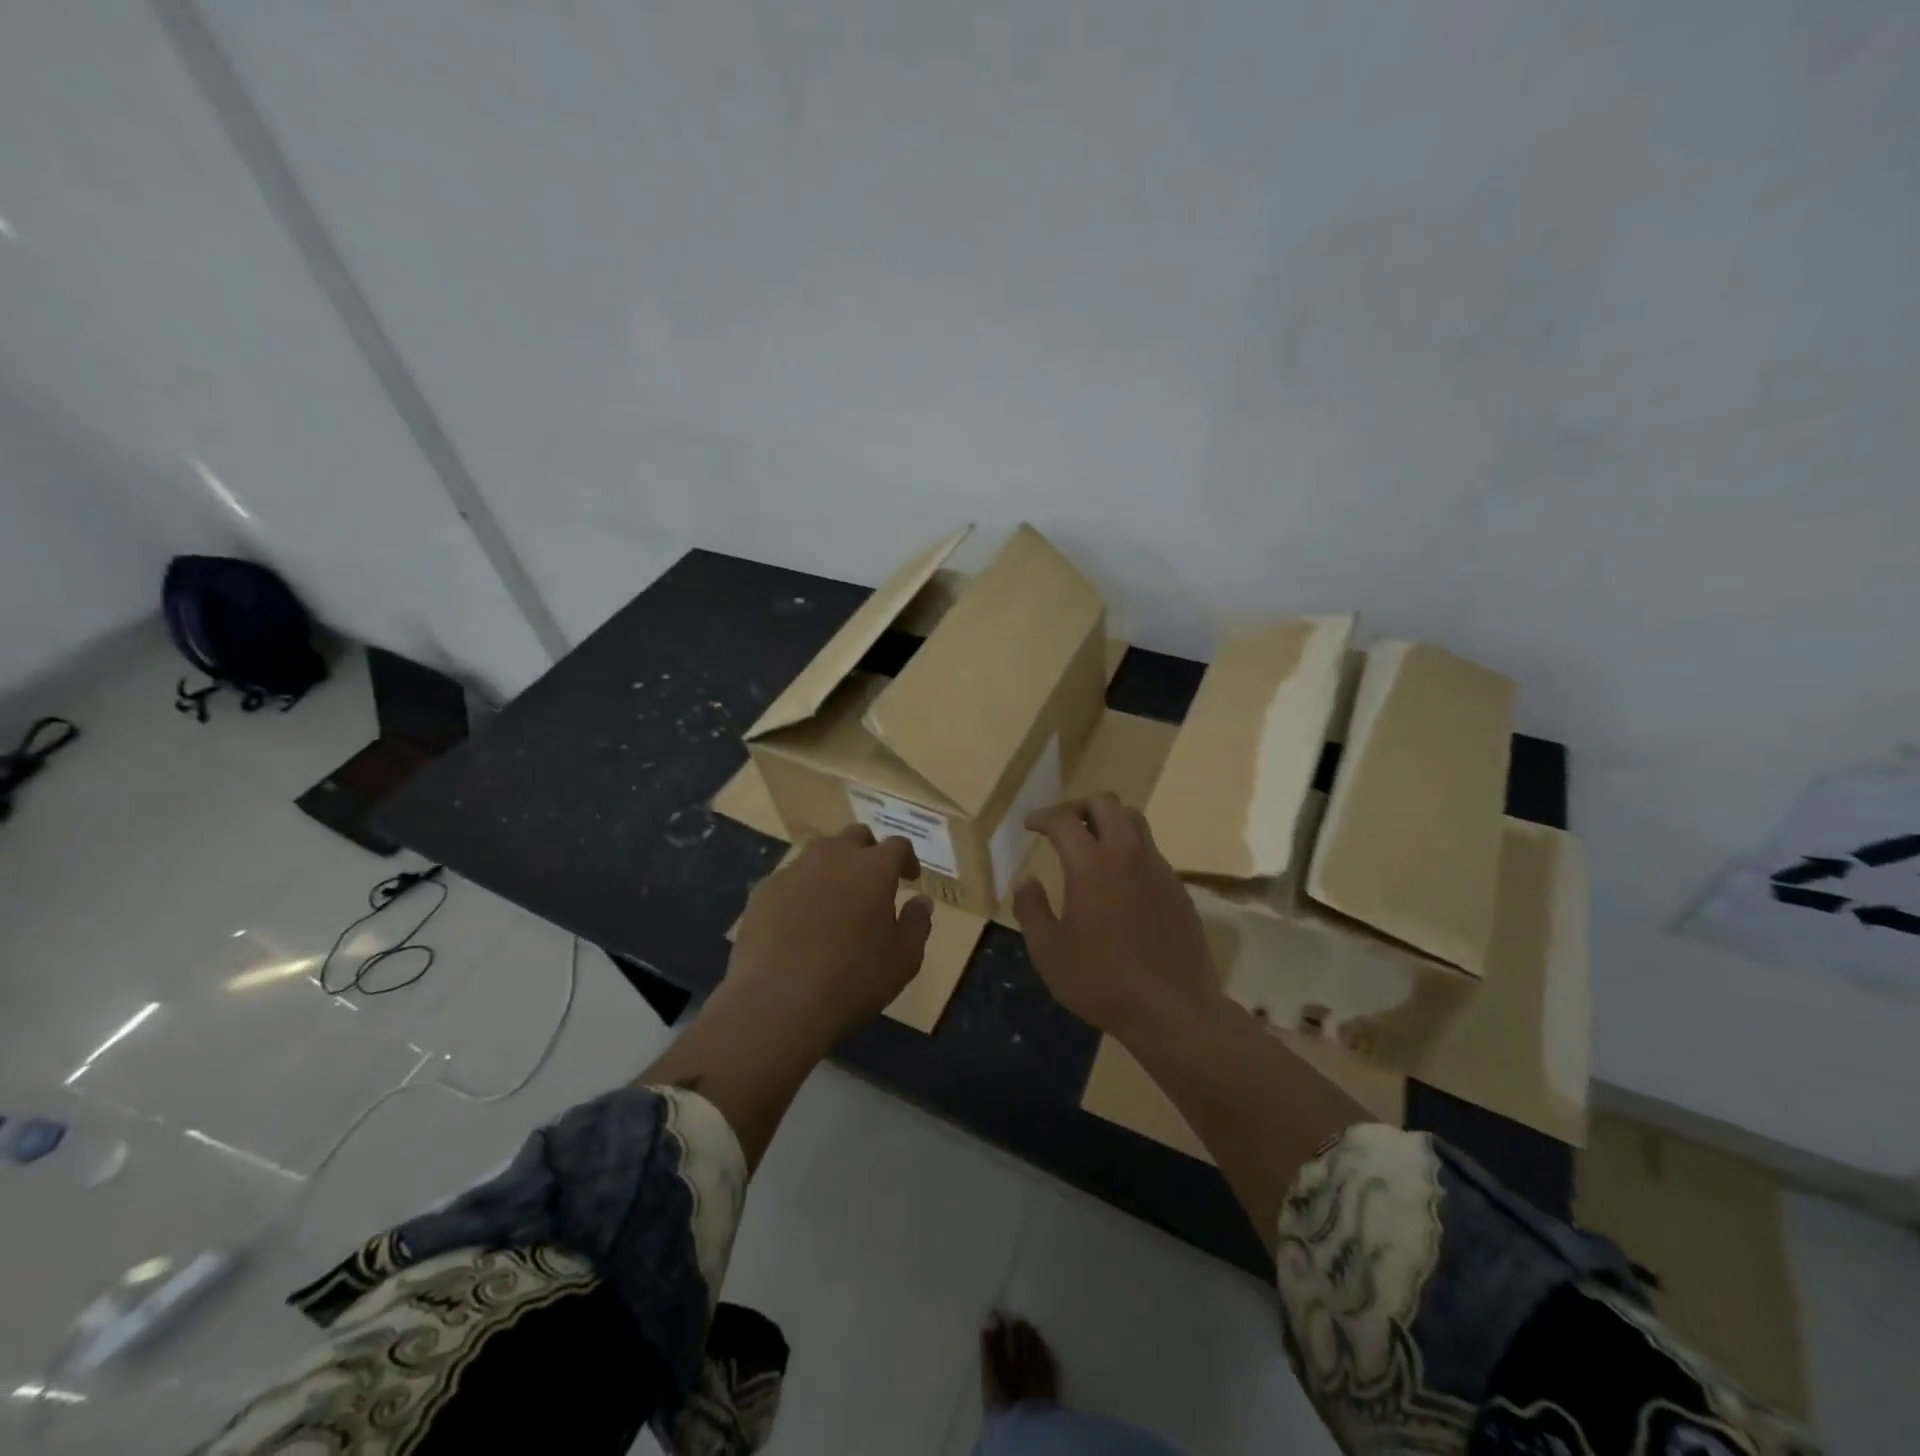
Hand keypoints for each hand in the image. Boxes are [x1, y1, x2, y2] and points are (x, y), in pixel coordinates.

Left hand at [726, 824, 933, 1041]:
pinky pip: (789, 879)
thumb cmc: (853, 980)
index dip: (906, 859)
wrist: (778, 1001)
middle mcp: (833, 856)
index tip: (909, 878)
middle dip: (868, 852)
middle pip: (855, 836)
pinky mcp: (763, 891)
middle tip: (872, 881)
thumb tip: (921, 900)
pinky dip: (801, 890)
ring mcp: (793, 870)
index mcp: (873, 868)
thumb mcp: (904, 959)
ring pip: (819, 852)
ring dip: (833, 866)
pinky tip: (799, 920)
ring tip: (835, 898)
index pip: (897, 845)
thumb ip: (917, 923)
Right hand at [1012, 793, 1218, 1038]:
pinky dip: (1129, 850)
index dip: (1042, 817)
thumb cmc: (1102, 982)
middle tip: (1061, 827)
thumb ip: (1031, 909)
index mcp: (1092, 866)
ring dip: (1108, 821)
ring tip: (1090, 845)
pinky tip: (1118, 882)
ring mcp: (1158, 869)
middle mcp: (1128, 855)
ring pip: (1134, 820)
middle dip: (1078, 806)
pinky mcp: (1177, 888)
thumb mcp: (1049, 952)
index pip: (1064, 821)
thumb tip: (1025, 880)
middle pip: (1106, 803)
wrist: (1174, 1009)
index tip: (1030, 825)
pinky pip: (1150, 851)